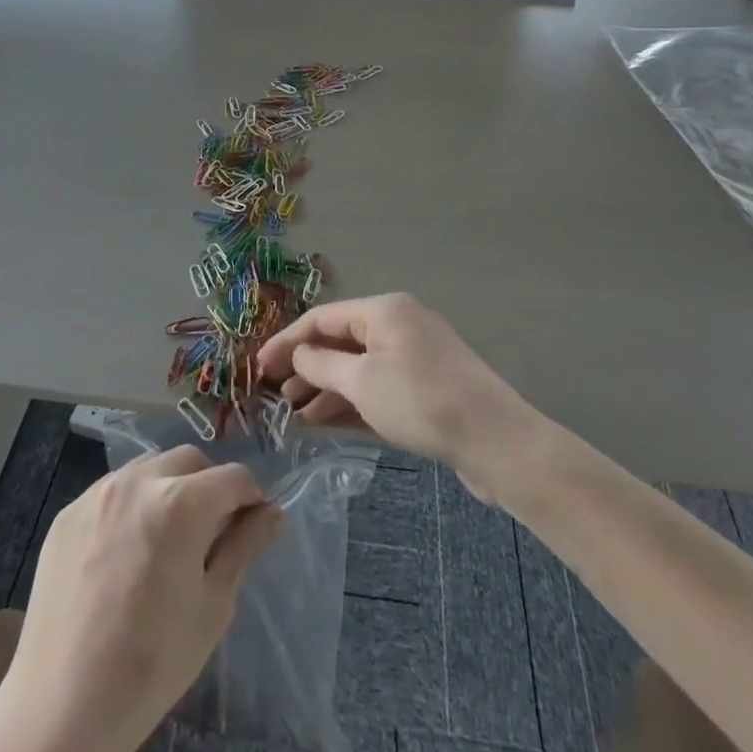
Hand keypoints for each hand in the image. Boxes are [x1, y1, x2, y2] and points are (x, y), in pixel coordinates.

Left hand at [0, 446, 282, 751]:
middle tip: (211, 533)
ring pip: (149, 468)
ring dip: (170, 488)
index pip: (234, 478)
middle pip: (190, 461)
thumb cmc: (152, 664)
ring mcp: (96, 494)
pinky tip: (126, 552)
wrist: (61, 709)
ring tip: (167, 539)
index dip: (251, 499)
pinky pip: (112, 491)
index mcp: (180, 503)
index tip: (251, 528)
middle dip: (210, 486)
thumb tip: (274, 513)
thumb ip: (244, 547)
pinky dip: (132, 504)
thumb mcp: (213, 606)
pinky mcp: (67, 514)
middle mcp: (138, 482)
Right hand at [255, 294, 540, 498]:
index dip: (286, 341)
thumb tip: (298, 354)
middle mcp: (399, 325)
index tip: (257, 367)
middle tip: (274, 395)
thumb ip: (322, 364)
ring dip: (325, 387)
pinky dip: (351, 400)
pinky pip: (377, 385)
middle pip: (339, 340)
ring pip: (357, 366)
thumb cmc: (421, 402)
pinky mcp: (425, 386)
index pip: (322, 318)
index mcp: (384, 310)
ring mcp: (414, 355)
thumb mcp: (362, 382)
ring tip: (293, 414)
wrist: (495, 441)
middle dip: (305, 366)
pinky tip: (324, 420)